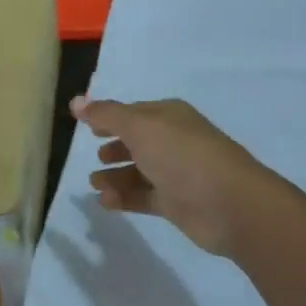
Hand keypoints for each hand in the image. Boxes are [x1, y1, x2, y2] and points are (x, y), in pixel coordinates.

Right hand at [70, 95, 302, 256]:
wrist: (229, 204)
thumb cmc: (183, 155)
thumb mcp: (140, 127)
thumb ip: (106, 115)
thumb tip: (76, 101)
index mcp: (169, 116)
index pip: (134, 113)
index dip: (111, 118)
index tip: (87, 127)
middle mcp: (174, 141)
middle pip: (137, 142)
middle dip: (115, 148)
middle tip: (96, 158)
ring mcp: (177, 173)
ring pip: (139, 172)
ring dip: (115, 177)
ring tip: (94, 183)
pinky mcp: (177, 203)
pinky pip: (144, 197)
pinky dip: (124, 198)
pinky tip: (105, 202)